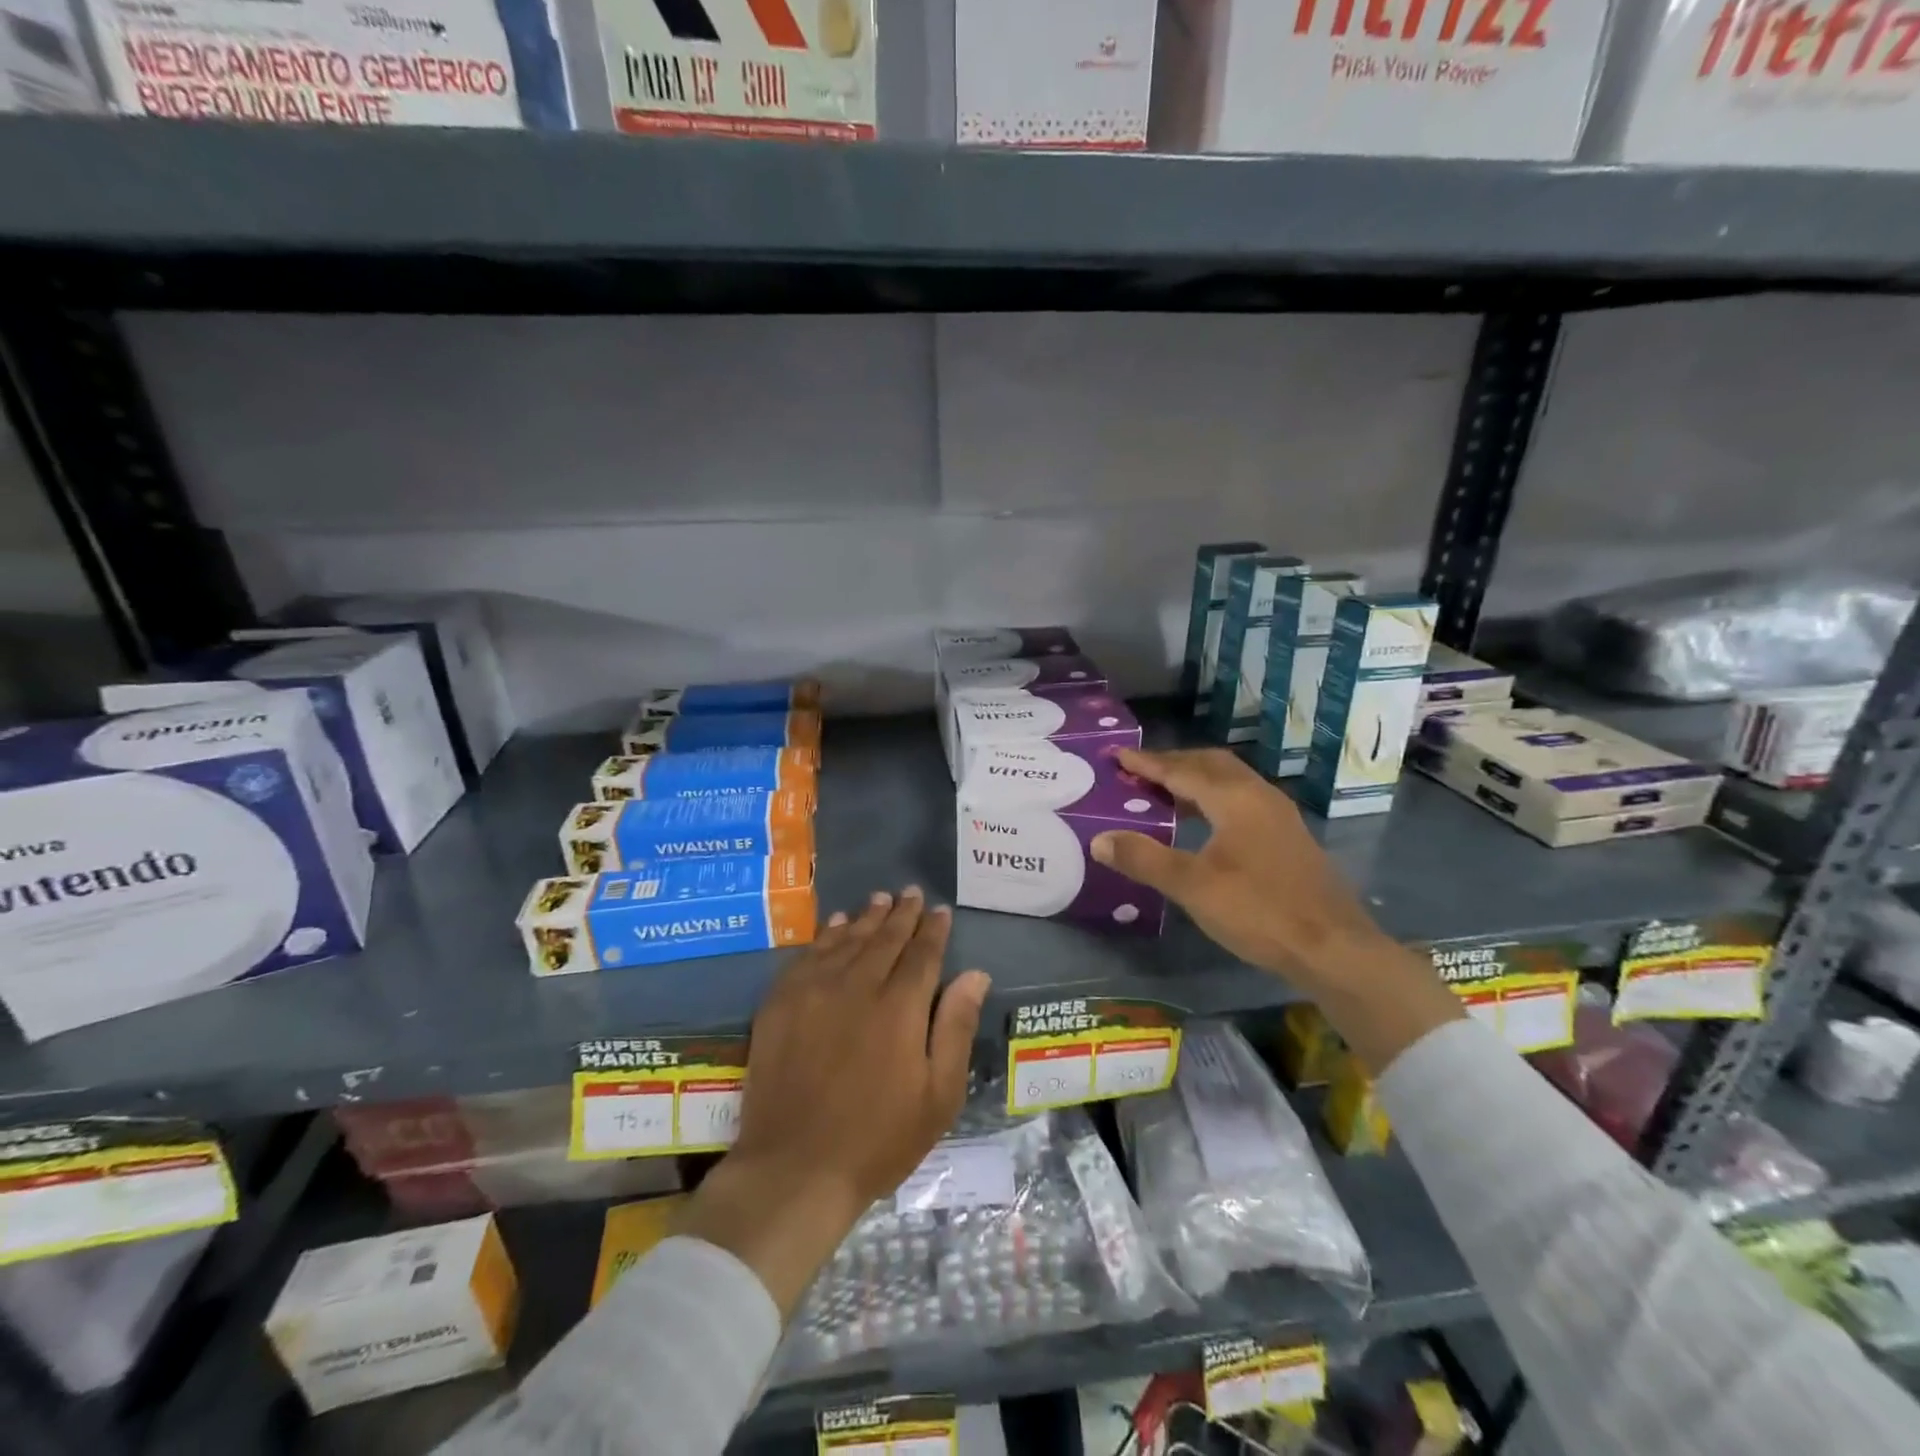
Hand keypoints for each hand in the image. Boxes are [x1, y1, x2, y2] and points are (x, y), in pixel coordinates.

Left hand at [680, 888, 990, 1315]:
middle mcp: (858, 985)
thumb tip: (975, 974)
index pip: (922, 953)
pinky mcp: (781, 1002)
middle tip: (911, 893)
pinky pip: (809, 954)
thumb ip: (956, 1027)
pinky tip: (836, 925)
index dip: (933, 929)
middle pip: (884, 938)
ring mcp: (814, 990)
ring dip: (866, 917)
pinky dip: (827, 935)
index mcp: (900, 1007)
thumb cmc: (878, 1139)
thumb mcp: (938, 1096)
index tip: (940, 910)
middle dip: (902, 913)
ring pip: (847, 939)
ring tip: (880, 899)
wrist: (794, 1168)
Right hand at [1090, 748, 1460, 1072]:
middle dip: (1174, 763)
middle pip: (1211, 765)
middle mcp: (1259, 796)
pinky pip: (1242, 800)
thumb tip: (1099, 839)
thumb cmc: (1259, 911)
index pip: (1182, 770)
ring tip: (1163, 793)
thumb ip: (1144, 859)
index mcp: (1235, 798)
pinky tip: (1203, 824)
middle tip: (1139, 770)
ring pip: (1231, 782)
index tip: (1118, 755)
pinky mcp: (1288, 838)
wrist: (1334, 949)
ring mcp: (1279, 816)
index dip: (1147, 763)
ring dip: (1195, 780)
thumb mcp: (1192, 887)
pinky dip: (1213, 799)